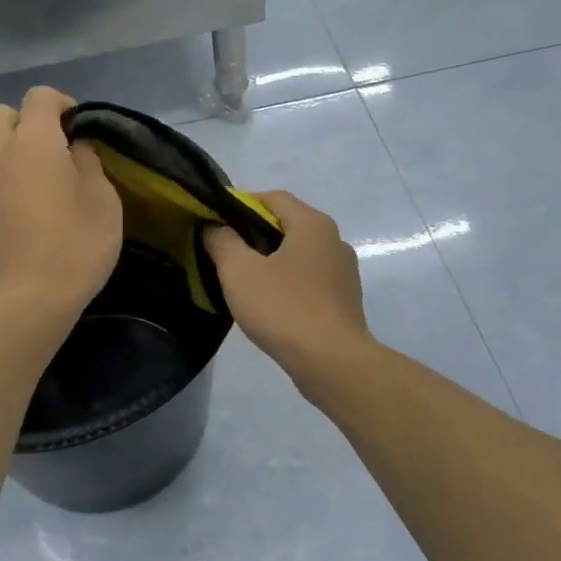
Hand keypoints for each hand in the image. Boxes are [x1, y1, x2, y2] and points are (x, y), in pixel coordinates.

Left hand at [0, 86, 123, 319]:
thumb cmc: (73, 249)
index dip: (61, 103)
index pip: (39, 96)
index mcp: (33, 144)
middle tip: (51, 151)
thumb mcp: (104, 204)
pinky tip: (17, 227)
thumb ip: (89, 165)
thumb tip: (74, 150)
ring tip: (35, 194)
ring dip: (9, 160)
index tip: (77, 125)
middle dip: (24, 122)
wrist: (20, 306)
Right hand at [204, 191, 371, 381]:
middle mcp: (334, 240)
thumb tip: (216, 227)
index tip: (215, 222)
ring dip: (271, 261)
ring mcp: (343, 273)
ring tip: (242, 281)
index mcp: (313, 224)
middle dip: (254, 234)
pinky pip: (308, 281)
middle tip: (224, 252)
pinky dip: (287, 284)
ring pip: (298, 255)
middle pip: (287, 225)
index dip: (241, 204)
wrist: (332, 363)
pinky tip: (269, 304)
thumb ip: (223, 241)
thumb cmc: (284, 308)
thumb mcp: (239, 271)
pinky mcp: (344, 301)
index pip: (273, 198)